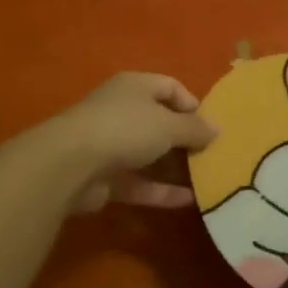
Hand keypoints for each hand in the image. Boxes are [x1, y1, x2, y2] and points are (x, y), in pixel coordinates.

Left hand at [46, 73, 218, 212]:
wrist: (71, 164)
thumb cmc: (125, 128)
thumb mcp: (168, 124)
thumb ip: (194, 127)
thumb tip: (216, 128)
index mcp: (135, 86)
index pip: (169, 87)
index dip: (191, 103)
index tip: (210, 125)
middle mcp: (122, 111)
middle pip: (159, 121)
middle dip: (185, 138)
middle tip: (213, 154)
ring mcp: (111, 145)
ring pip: (149, 154)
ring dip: (175, 167)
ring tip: (206, 179)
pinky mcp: (106, 178)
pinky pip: (140, 183)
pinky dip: (162, 191)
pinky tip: (190, 201)